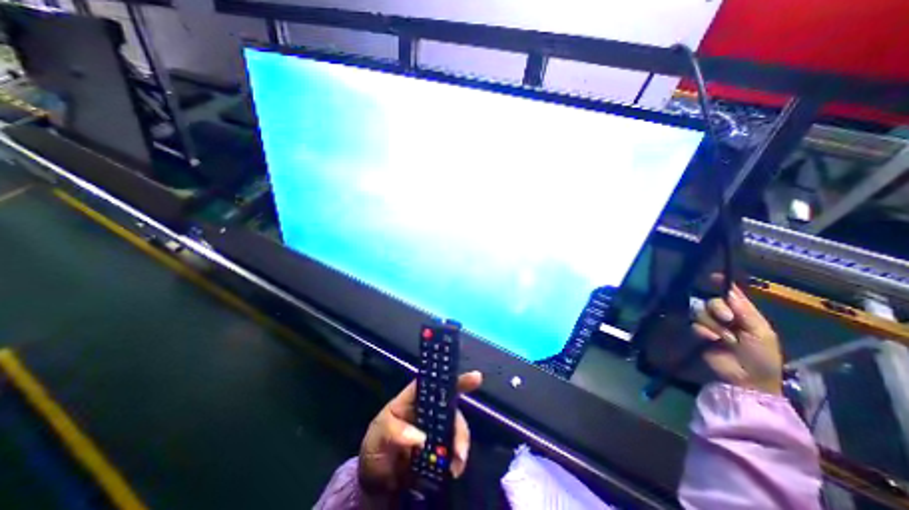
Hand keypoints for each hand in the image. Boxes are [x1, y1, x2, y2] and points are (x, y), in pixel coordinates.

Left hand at [360, 370, 481, 497]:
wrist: (374, 482)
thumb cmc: (375, 447)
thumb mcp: (379, 434)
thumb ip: (395, 432)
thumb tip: (420, 438)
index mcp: (414, 398)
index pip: (434, 383)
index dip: (453, 379)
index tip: (476, 378)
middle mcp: (429, 410)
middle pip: (451, 407)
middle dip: (460, 425)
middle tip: (460, 449)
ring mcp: (436, 429)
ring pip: (456, 428)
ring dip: (460, 444)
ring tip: (456, 465)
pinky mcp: (440, 448)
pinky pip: (454, 449)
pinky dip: (457, 458)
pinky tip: (454, 470)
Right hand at [693, 277, 784, 396]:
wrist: (747, 379)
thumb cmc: (761, 356)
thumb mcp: (760, 332)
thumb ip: (745, 311)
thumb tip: (728, 290)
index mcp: (744, 314)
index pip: (731, 295)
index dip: (722, 285)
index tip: (713, 277)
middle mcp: (725, 317)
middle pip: (712, 301)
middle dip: (718, 308)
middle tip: (727, 319)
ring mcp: (711, 326)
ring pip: (701, 313)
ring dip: (713, 325)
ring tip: (725, 338)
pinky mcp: (699, 334)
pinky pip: (695, 325)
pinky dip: (703, 332)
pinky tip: (712, 341)